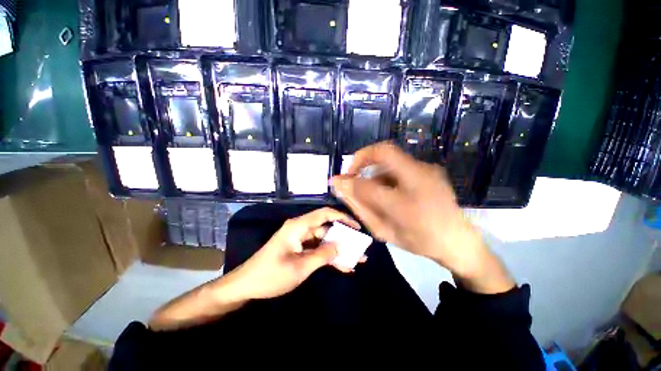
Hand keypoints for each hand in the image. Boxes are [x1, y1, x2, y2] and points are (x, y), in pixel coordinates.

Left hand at [224, 207, 361, 300]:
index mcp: (298, 227)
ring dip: (338, 249)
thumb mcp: (300, 268)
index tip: (356, 227)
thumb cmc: (271, 275)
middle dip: (343, 238)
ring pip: (324, 240)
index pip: (324, 214)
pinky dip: (328, 256)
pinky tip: (343, 266)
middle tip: (360, 247)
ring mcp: (300, 239)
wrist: (246, 286)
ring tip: (356, 259)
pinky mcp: (299, 249)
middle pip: (326, 228)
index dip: (342, 218)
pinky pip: (317, 249)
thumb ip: (323, 255)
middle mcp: (301, 229)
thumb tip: (342, 246)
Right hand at [330, 142, 513, 293]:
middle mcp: (421, 172)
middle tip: (354, 177)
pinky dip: (387, 175)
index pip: (375, 163)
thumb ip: (360, 204)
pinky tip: (389, 192)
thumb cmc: (419, 240)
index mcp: (411, 187)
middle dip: (363, 160)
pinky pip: (401, 167)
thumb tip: (340, 185)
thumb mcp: (384, 228)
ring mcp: (428, 169)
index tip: (344, 178)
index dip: (355, 165)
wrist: (458, 244)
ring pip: (392, 160)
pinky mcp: (432, 171)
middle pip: (385, 152)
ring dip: (376, 171)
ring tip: (373, 193)